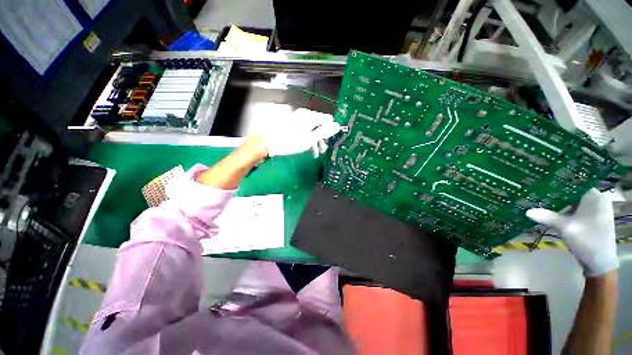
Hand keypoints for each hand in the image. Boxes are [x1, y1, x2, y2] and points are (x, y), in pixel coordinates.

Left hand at [262, 108, 340, 157]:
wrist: (268, 143)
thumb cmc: (290, 142)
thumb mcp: (309, 139)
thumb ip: (324, 132)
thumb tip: (337, 126)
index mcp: (310, 116)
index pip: (328, 119)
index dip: (331, 130)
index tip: (332, 141)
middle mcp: (305, 115)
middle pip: (320, 125)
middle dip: (323, 138)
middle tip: (323, 150)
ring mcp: (298, 120)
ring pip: (312, 129)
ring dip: (316, 141)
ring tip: (316, 153)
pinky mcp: (293, 125)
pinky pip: (305, 131)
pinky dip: (308, 139)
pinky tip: (309, 149)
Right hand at [526, 188, 617, 276]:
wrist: (600, 262)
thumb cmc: (587, 240)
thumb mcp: (566, 228)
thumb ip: (547, 217)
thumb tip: (527, 211)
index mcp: (595, 197)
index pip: (574, 184)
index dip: (558, 183)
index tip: (542, 184)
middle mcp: (597, 200)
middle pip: (574, 193)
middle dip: (557, 195)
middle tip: (538, 194)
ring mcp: (596, 211)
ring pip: (574, 202)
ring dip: (560, 204)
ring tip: (543, 203)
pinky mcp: (593, 219)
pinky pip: (577, 210)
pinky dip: (566, 211)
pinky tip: (554, 213)